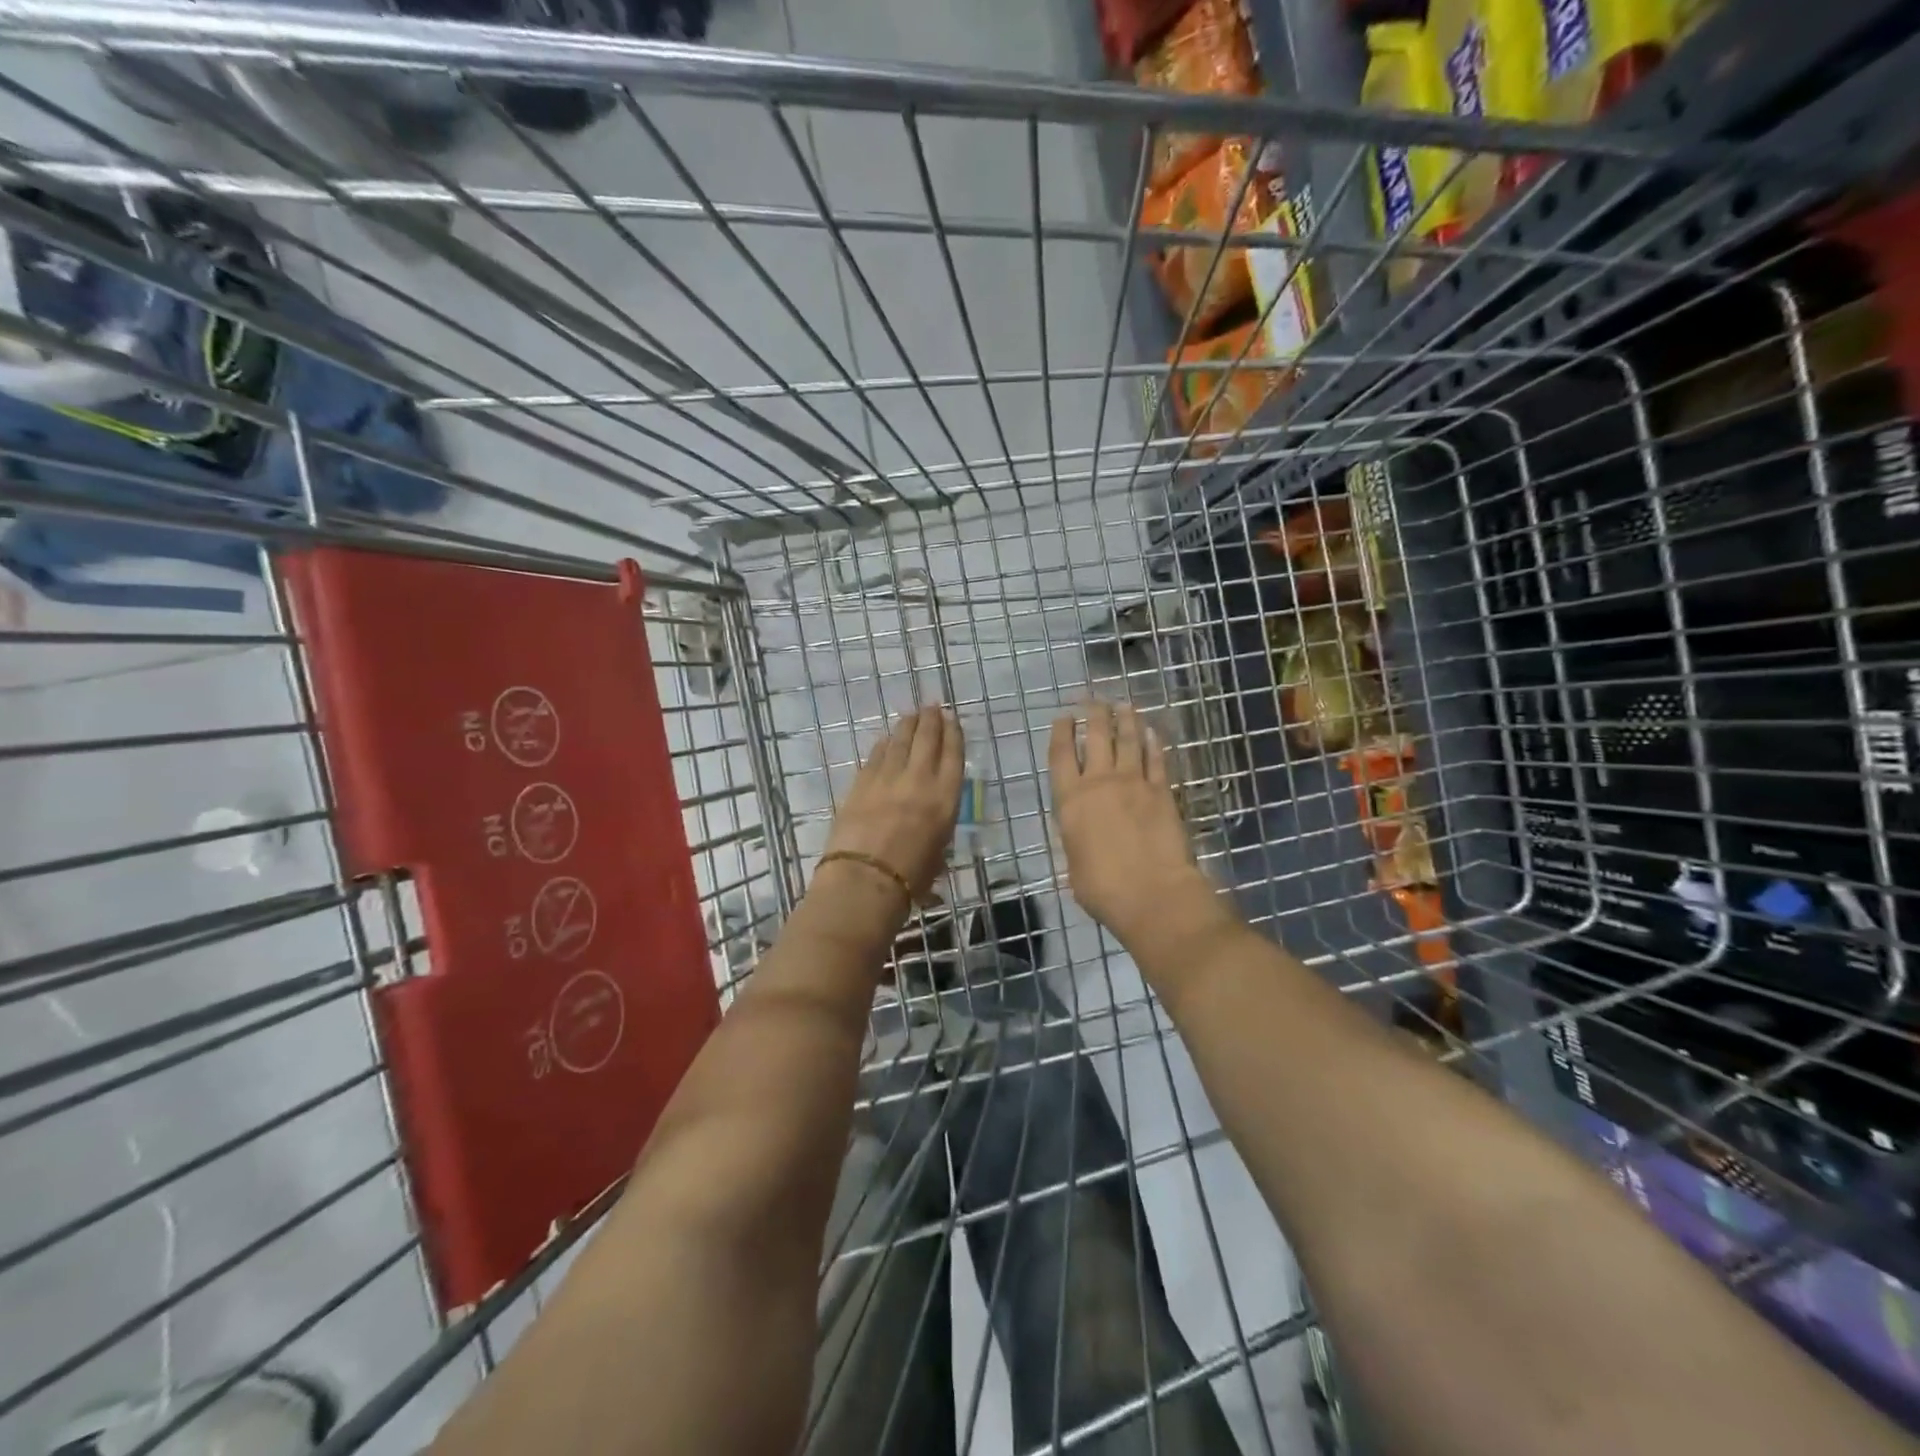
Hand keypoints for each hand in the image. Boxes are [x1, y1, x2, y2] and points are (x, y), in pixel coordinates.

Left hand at [820, 705, 963, 906]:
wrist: (864, 880)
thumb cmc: (910, 879)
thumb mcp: (938, 853)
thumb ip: (938, 829)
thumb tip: (930, 824)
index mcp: (945, 798)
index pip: (953, 755)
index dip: (953, 733)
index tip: (952, 718)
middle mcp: (919, 780)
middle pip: (926, 739)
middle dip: (931, 720)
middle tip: (932, 707)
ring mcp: (887, 778)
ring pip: (899, 741)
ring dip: (907, 725)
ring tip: (911, 714)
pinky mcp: (861, 783)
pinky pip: (876, 756)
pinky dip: (884, 745)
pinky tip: (886, 740)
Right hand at [1049, 702, 1226, 949]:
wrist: (1152, 894)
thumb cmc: (1102, 889)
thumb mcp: (1073, 864)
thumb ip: (1076, 839)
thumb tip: (1081, 833)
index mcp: (1070, 801)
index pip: (1061, 755)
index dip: (1062, 732)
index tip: (1064, 717)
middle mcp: (1100, 782)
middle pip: (1097, 736)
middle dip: (1093, 713)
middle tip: (1093, 700)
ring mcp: (1134, 783)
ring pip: (1128, 740)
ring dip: (1125, 719)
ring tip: (1123, 705)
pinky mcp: (1162, 791)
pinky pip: (1156, 759)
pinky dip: (1153, 743)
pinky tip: (1152, 732)